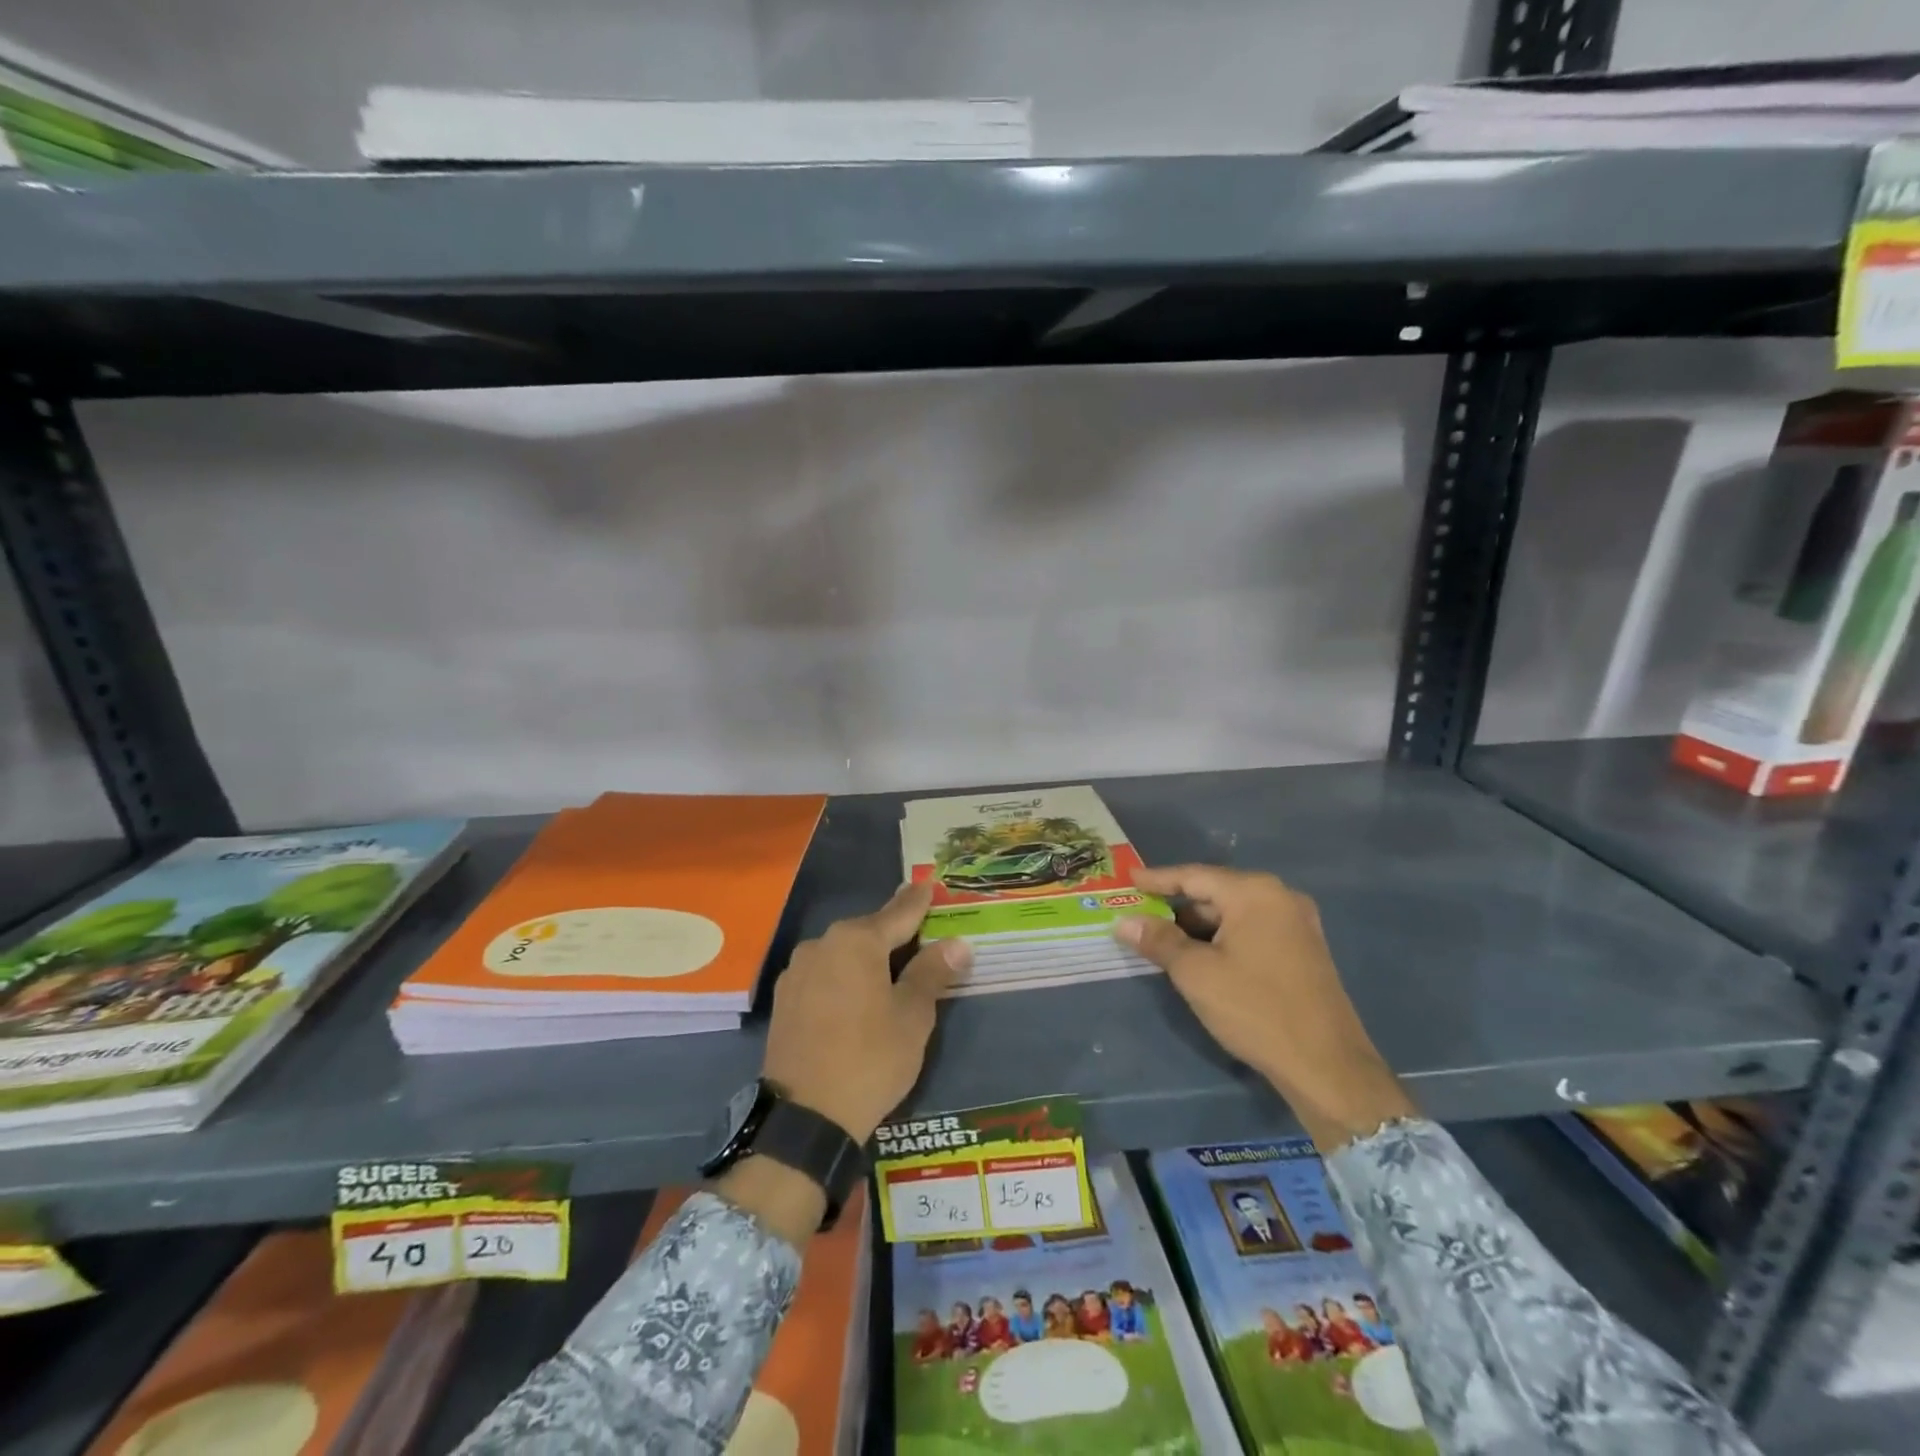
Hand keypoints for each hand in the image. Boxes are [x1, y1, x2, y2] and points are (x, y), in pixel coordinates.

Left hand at [762, 881, 971, 1143]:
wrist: (805, 1116)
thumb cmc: (870, 1059)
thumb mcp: (912, 1017)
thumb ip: (932, 973)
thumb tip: (957, 944)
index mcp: (856, 941)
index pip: (898, 913)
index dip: (918, 901)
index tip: (928, 884)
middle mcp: (822, 944)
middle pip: (868, 932)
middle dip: (893, 933)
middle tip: (920, 937)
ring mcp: (798, 972)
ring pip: (843, 954)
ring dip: (866, 958)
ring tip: (890, 973)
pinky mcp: (785, 999)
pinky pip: (824, 975)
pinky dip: (844, 978)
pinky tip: (856, 998)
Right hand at [1115, 865, 1414, 1152]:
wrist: (1327, 1067)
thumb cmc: (1255, 1009)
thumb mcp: (1196, 973)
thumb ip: (1158, 940)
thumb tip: (1124, 921)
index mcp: (1255, 893)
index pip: (1194, 876)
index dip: (1158, 879)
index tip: (1129, 880)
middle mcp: (1280, 897)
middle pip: (1216, 893)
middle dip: (1178, 908)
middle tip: (1142, 917)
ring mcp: (1297, 924)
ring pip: (1234, 914)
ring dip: (1199, 927)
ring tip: (1164, 942)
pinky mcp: (1304, 950)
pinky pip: (1253, 931)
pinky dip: (1224, 939)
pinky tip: (1202, 958)